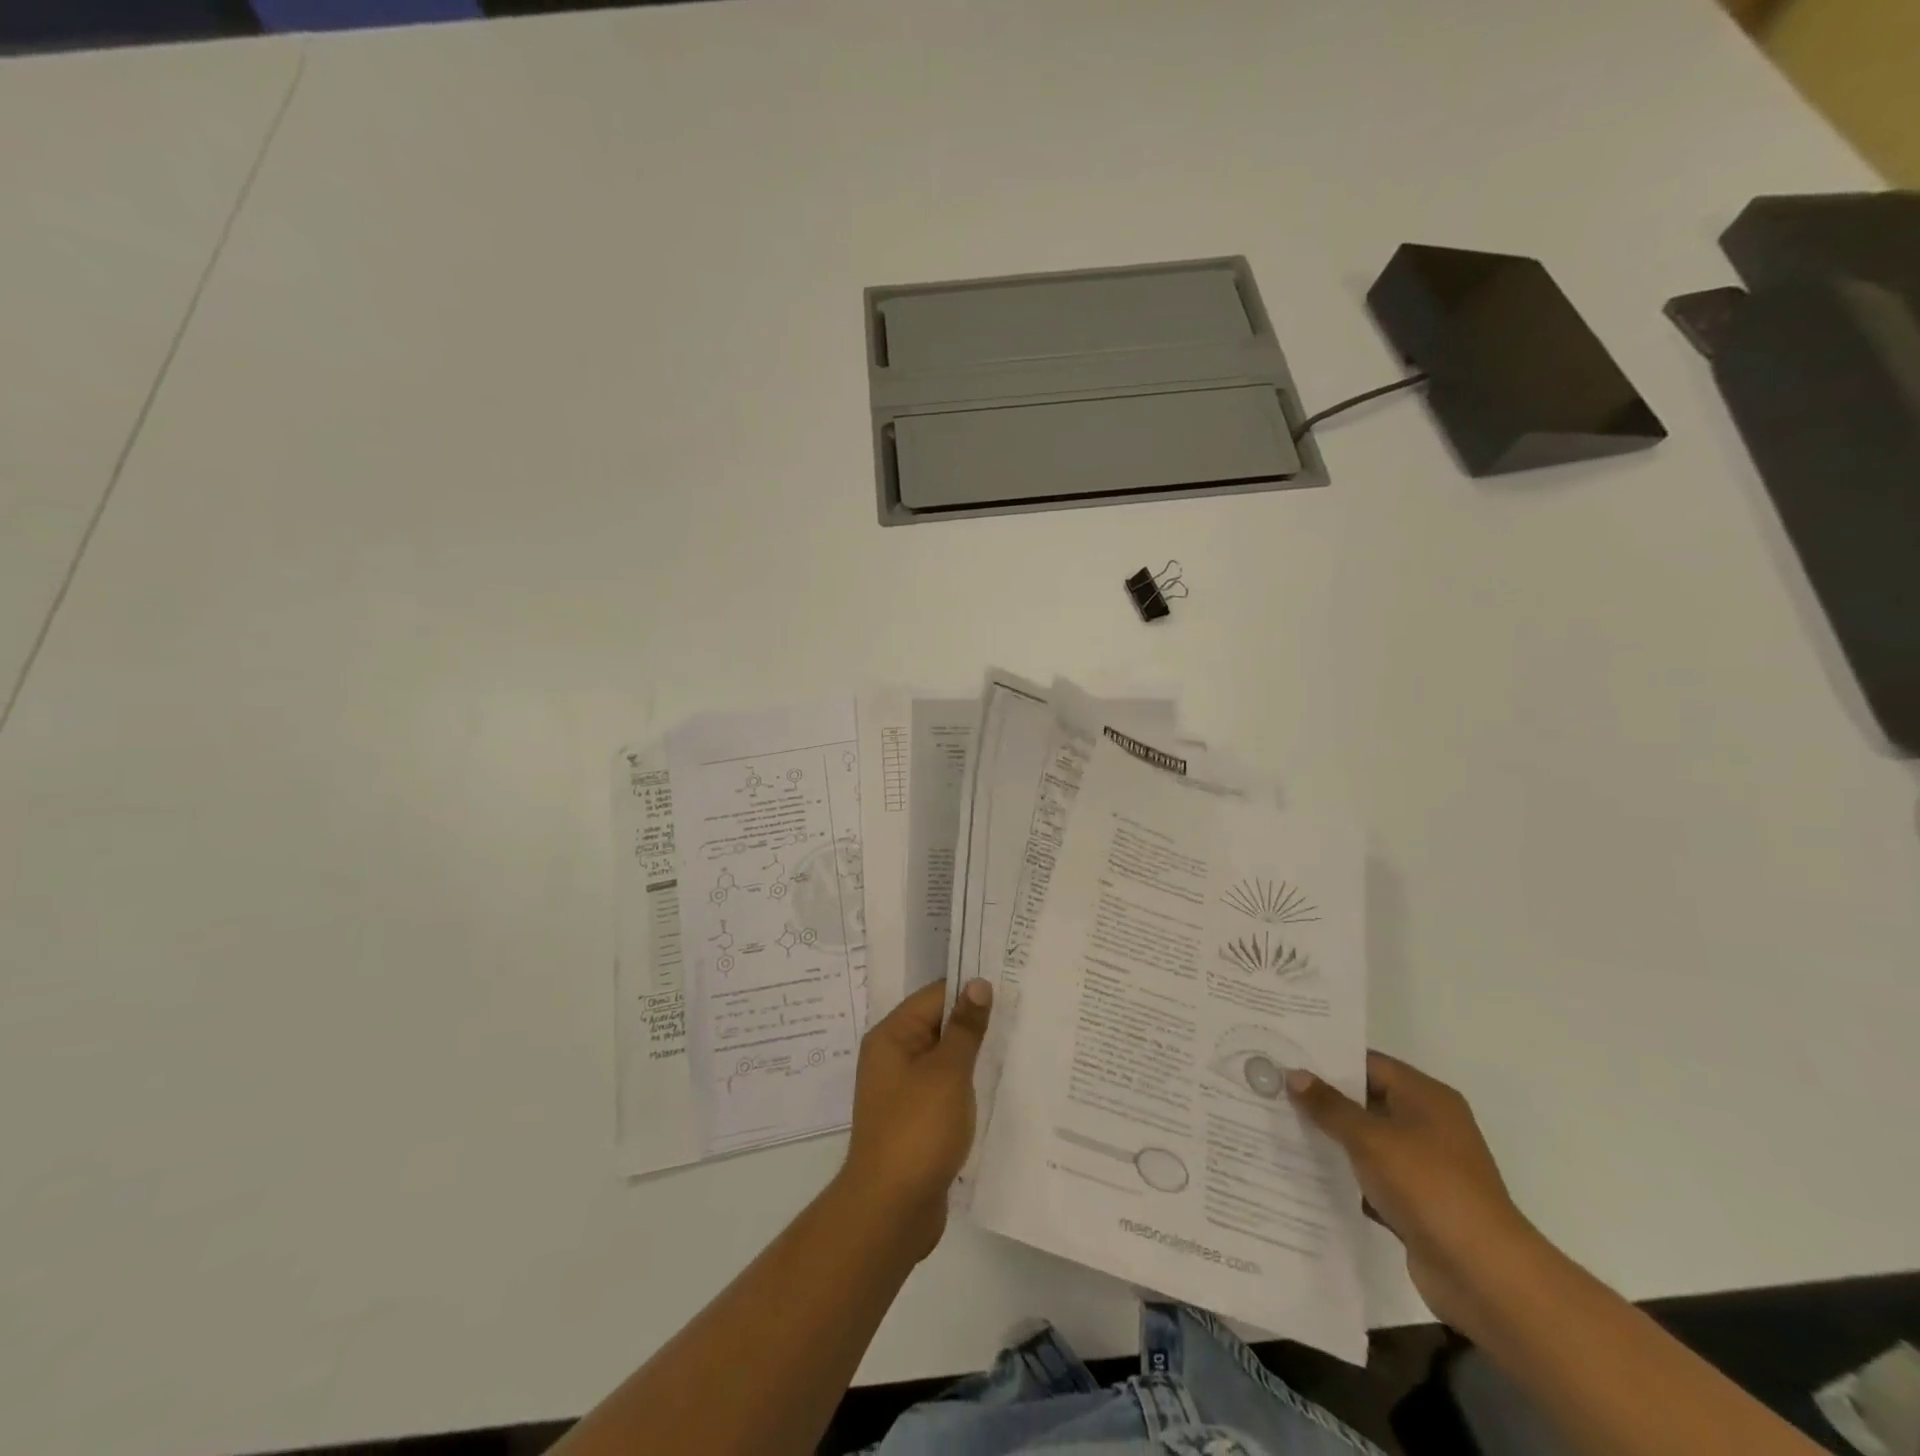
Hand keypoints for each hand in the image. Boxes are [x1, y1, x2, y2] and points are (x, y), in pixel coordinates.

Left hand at [837, 979, 991, 1258]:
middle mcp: (893, 1057)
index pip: (934, 996)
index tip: (1011, 986)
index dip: (970, 990)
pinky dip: (968, 1086)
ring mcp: (904, 1091)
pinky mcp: (917, 1120)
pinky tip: (1000, 1087)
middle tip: (1024, 1013)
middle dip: (976, 1023)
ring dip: (975, 1056)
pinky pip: (946, 1089)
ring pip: (945, 1059)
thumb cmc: (917, 1130)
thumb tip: (978, 983)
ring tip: (1019, 1045)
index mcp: (892, 1036)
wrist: (891, 1211)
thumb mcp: (947, 1072)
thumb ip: (965, 1027)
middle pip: (939, 1025)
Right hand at [1287, 1052, 1541, 1329]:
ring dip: (1332, 1139)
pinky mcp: (1418, 1203)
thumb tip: (1294, 1075)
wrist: (1485, 1275)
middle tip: (1273, 1089)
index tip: (1284, 1057)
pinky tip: (1306, 1173)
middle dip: (1323, 1099)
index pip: (1368, 1064)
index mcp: (1426, 1098)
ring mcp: (1425, 1166)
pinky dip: (1347, 1175)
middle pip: (1366, 1101)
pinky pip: (1373, 1177)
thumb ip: (1329, 1106)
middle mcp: (1428, 1125)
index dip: (1327, 1060)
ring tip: (1279, 1126)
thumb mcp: (1370, 1138)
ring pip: (1367, 1141)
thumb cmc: (1428, 1187)